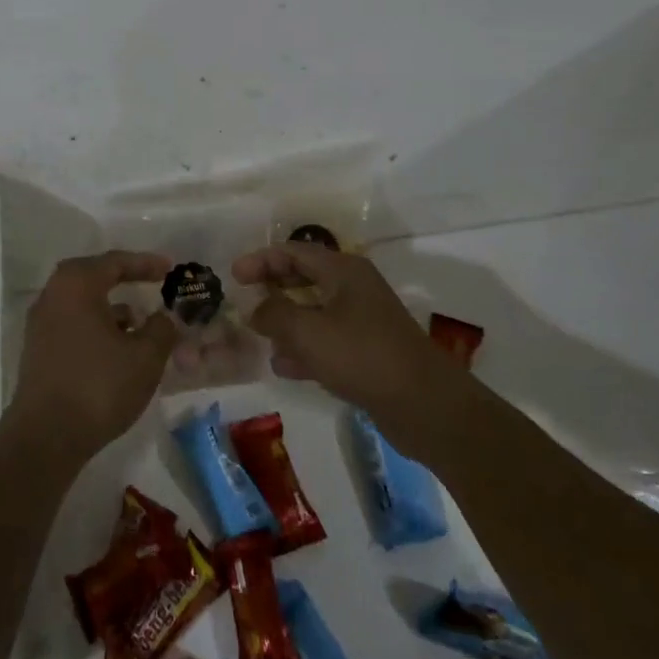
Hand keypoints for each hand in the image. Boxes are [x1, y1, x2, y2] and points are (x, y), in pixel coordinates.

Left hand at [6, 251, 177, 464]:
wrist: (45, 438)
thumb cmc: (98, 386)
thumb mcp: (144, 357)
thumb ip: (161, 330)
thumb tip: (163, 318)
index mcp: (77, 284)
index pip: (115, 262)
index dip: (145, 264)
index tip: (169, 269)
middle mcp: (53, 294)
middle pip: (95, 277)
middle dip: (125, 281)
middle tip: (152, 285)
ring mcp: (41, 323)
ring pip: (83, 303)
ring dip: (112, 309)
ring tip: (141, 324)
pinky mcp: (37, 350)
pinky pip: (73, 324)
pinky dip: (97, 328)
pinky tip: (117, 350)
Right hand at [234, 243, 444, 423]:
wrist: (425, 406)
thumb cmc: (362, 356)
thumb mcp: (308, 332)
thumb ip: (274, 315)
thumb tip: (255, 308)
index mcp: (343, 270)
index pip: (293, 252)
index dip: (261, 260)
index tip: (233, 275)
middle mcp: (354, 288)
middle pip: (304, 278)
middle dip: (273, 289)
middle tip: (244, 301)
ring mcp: (363, 321)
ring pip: (314, 312)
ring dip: (286, 322)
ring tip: (259, 337)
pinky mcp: (368, 352)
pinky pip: (327, 341)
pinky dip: (304, 348)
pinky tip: (284, 367)